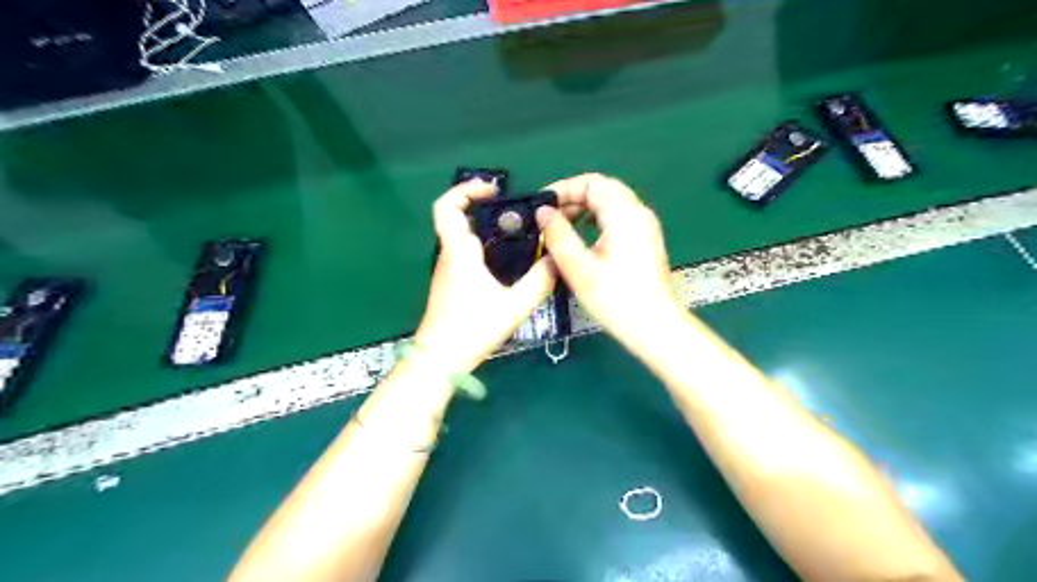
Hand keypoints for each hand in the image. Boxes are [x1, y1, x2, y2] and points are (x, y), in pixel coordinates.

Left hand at [415, 179, 558, 372]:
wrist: (439, 360)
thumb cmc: (472, 329)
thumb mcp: (514, 306)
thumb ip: (539, 282)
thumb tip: (557, 260)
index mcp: (459, 252)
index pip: (447, 207)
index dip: (465, 190)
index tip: (492, 190)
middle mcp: (450, 255)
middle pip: (457, 218)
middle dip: (484, 208)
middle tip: (514, 214)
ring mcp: (448, 270)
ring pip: (462, 236)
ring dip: (485, 228)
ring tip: (517, 235)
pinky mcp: (451, 283)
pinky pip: (466, 253)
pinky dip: (484, 247)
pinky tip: (506, 261)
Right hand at [534, 175, 681, 351]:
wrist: (653, 326)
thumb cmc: (615, 298)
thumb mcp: (578, 267)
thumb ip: (558, 235)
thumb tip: (543, 212)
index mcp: (625, 214)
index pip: (593, 183)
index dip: (564, 188)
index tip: (543, 205)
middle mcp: (639, 213)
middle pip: (603, 190)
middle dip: (573, 198)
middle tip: (549, 218)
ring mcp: (646, 227)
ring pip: (611, 203)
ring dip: (584, 210)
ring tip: (562, 228)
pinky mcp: (646, 241)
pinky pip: (618, 218)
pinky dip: (597, 221)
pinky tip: (583, 239)